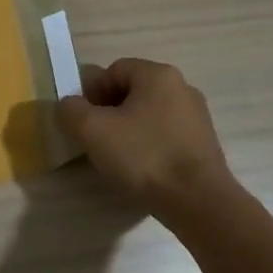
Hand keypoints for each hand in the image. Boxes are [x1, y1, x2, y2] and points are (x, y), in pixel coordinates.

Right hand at [58, 58, 234, 209]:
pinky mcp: (204, 144)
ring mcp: (197, 117)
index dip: (91, 92)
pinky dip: (149, 147)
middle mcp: (182, 87)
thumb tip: (69, 107)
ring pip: (149, 115)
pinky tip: (141, 170)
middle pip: (132, 91)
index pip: (113, 70)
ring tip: (117, 159)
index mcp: (158, 74)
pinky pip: (165, 135)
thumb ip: (70, 111)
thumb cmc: (144, 156)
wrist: (199, 202)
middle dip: (108, 112)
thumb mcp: (92, 130)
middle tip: (95, 140)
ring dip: (128, 130)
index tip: (82, 122)